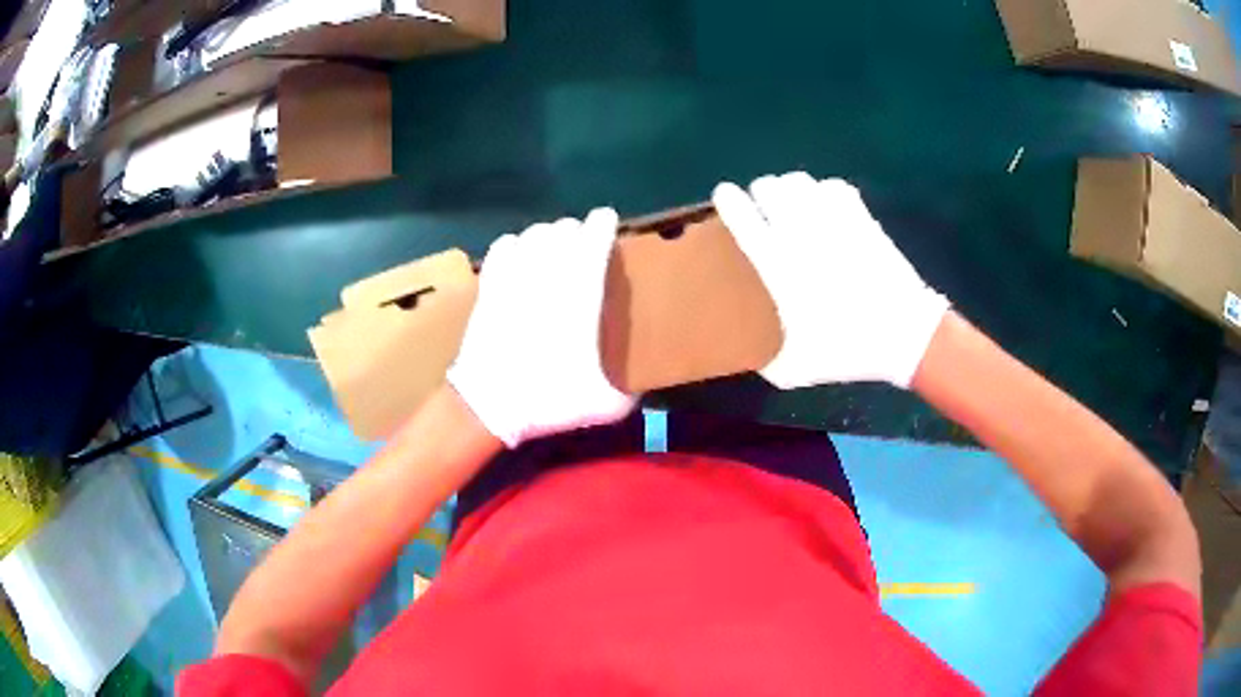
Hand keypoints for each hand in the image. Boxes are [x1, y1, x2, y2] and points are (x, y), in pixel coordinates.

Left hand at [447, 209, 637, 446]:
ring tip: (554, 250)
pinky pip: (504, 245)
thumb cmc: (548, 399)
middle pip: (565, 228)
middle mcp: (549, 273)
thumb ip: (631, 390)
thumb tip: (642, 386)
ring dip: (549, 236)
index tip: (609, 224)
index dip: (604, 223)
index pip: (595, 235)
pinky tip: (520, 257)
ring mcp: (514, 276)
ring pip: (535, 232)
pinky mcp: (490, 285)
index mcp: (581, 291)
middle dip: (578, 231)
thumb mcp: (606, 404)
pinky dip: (516, 244)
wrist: (490, 404)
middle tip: (585, 246)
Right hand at [713, 172, 949, 388]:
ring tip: (793, 204)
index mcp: (779, 266)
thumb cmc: (848, 350)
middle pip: (769, 186)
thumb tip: (748, 355)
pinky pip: (833, 186)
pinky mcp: (861, 218)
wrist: (904, 336)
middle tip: (763, 209)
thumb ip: (765, 359)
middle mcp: (801, 234)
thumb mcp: (796, 369)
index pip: (742, 215)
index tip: (725, 198)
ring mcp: (835, 221)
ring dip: (790, 188)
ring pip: (800, 181)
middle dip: (760, 193)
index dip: (728, 199)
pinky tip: (826, 208)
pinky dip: (823, 191)